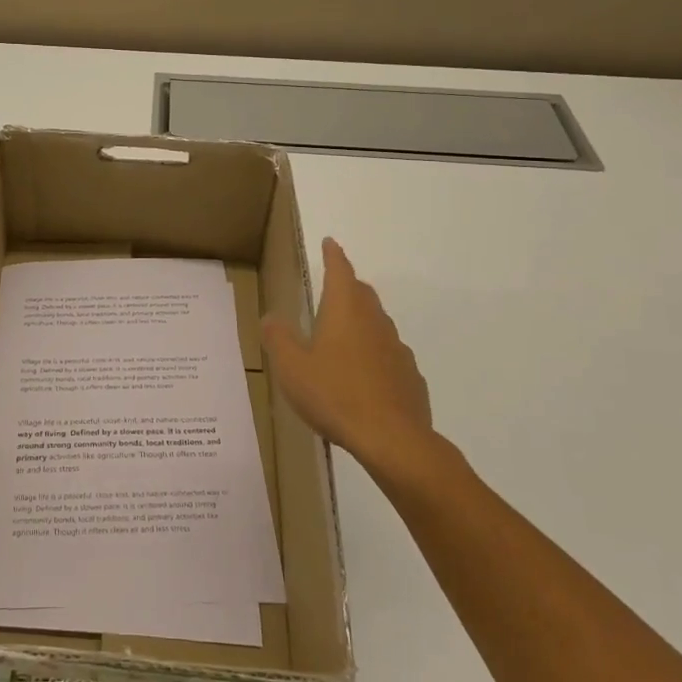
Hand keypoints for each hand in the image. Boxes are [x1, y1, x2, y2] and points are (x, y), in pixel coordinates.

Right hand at [261, 238, 435, 481]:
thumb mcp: (292, 367)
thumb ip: (279, 339)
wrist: (393, 439)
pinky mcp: (410, 376)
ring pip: (377, 323)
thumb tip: (271, 316)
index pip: (340, 270)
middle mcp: (374, 321)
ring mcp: (397, 348)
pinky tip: (364, 376)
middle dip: (347, 286)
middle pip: (362, 294)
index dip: (333, 255)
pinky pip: (389, 354)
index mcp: (345, 311)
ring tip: (343, 336)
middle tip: (332, 289)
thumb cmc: (335, 394)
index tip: (329, 242)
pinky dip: (375, 353)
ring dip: (361, 322)